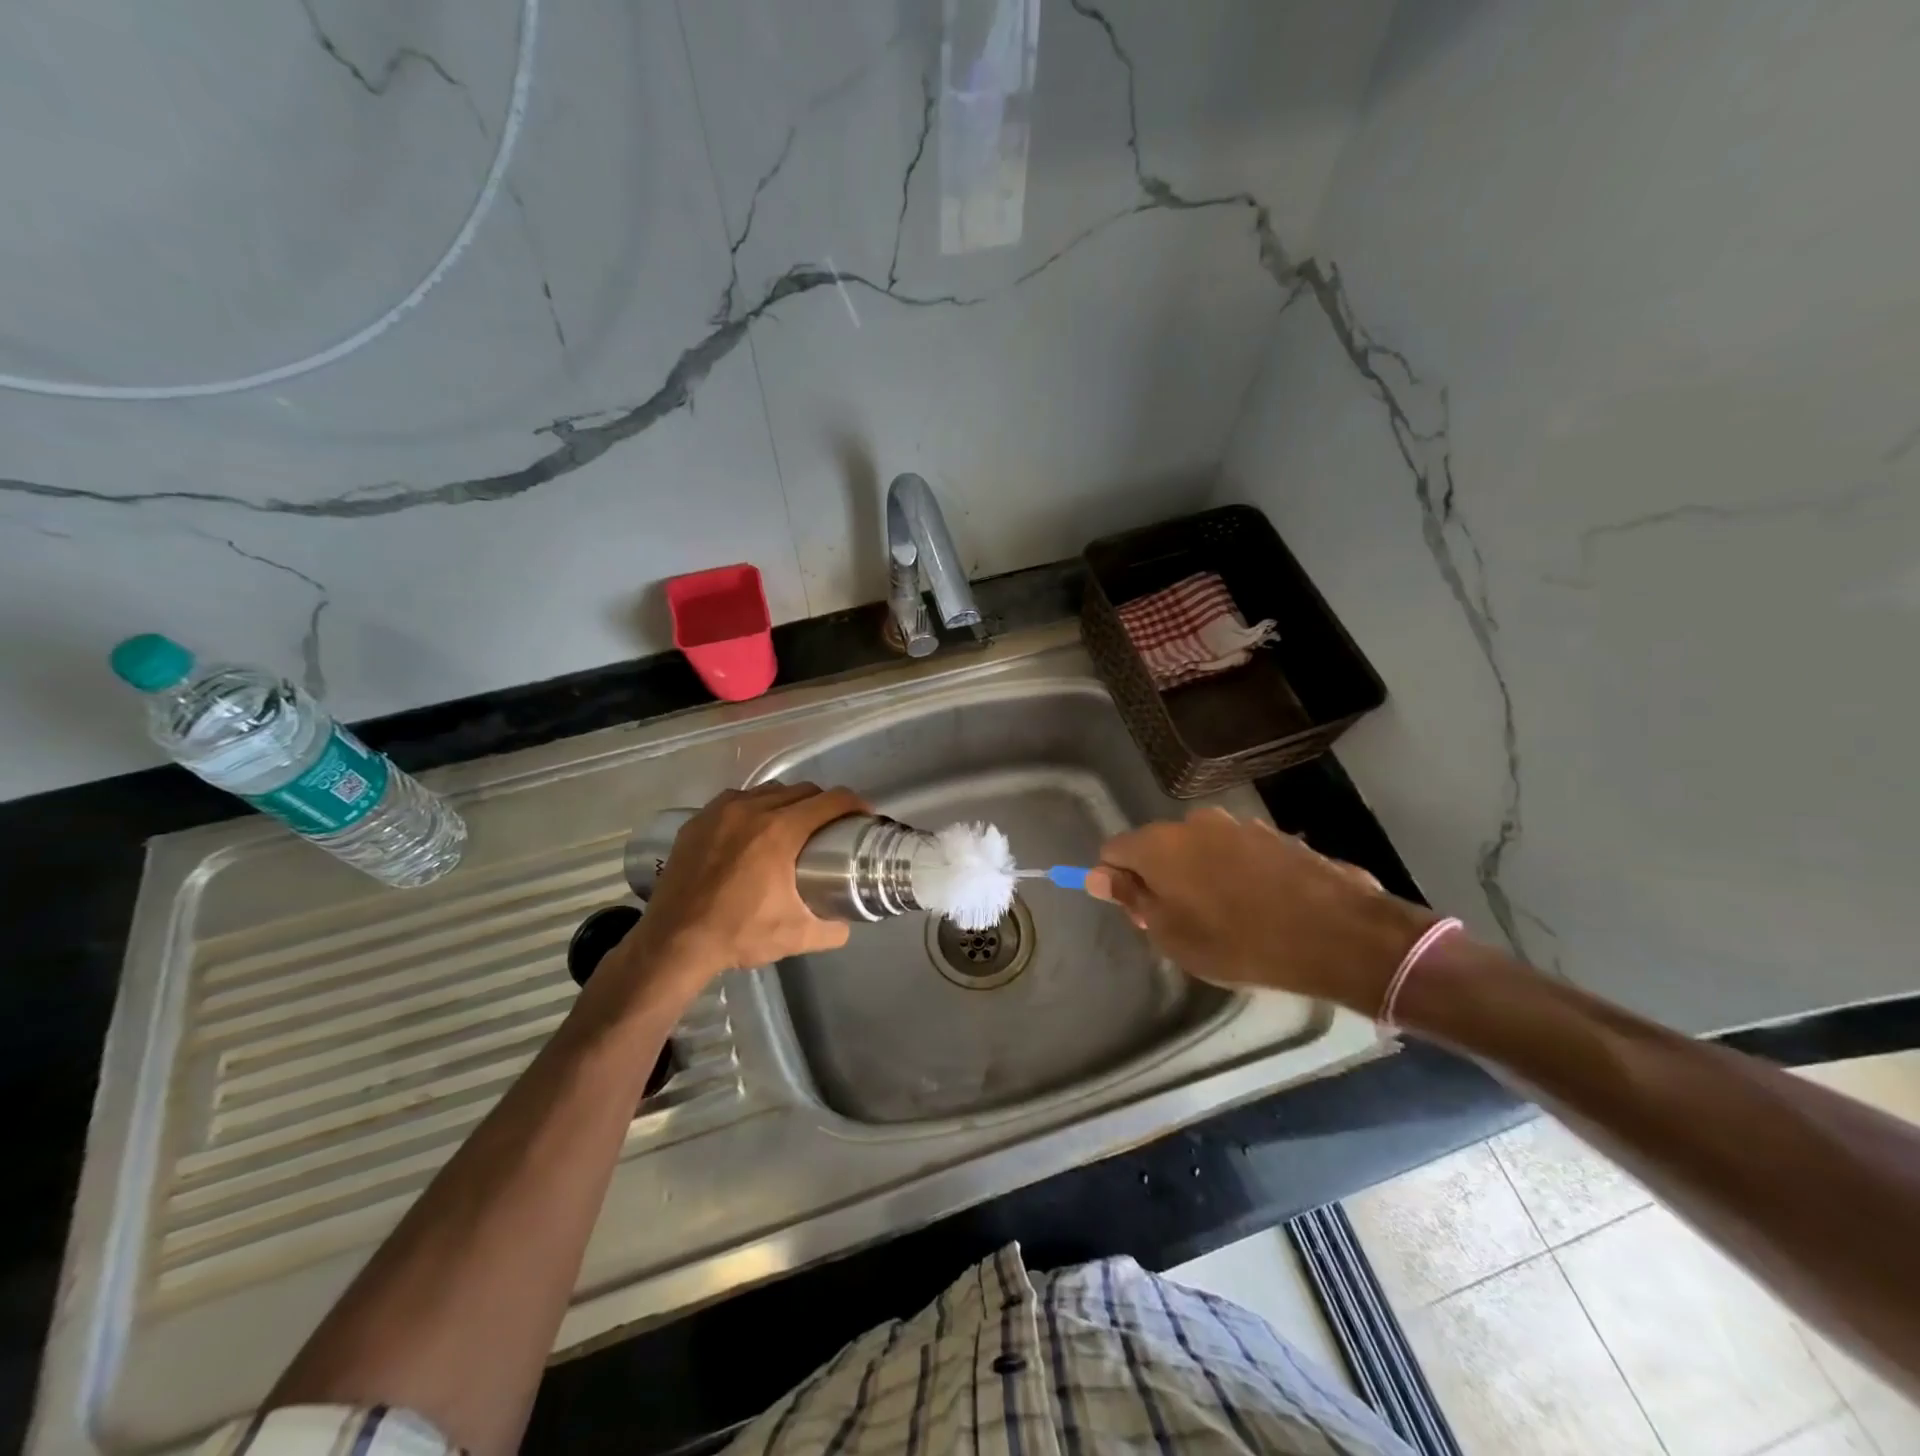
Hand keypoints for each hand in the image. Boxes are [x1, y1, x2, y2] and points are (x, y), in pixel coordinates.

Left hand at [608, 783, 867, 1000]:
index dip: (855, 805)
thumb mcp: (797, 937)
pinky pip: (736, 800)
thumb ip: (832, 929)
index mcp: (781, 831)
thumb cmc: (738, 935)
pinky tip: (752, 829)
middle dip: (823, 804)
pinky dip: (753, 807)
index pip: (831, 801)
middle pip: (802, 791)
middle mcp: (752, 809)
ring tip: (792, 826)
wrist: (674, 943)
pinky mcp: (698, 820)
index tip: (863, 817)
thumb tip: (846, 922)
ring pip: (768, 791)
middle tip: (830, 828)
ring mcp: (721, 811)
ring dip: (788, 802)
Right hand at [1085, 807, 1435, 1012]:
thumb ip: (1132, 898)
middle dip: (1160, 878)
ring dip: (1200, 874)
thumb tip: (1098, 874)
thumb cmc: (1237, 942)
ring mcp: (1237, 824)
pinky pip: (1235, 852)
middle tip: (1182, 922)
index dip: (1117, 881)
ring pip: (1199, 848)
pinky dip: (1235, 872)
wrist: (1335, 934)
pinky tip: (1259, 905)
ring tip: (1227, 916)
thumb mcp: (1172, 934)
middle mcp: (1193, 823)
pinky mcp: (1273, 834)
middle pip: (1158, 847)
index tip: (1140, 912)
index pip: (1114, 850)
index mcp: (1159, 845)